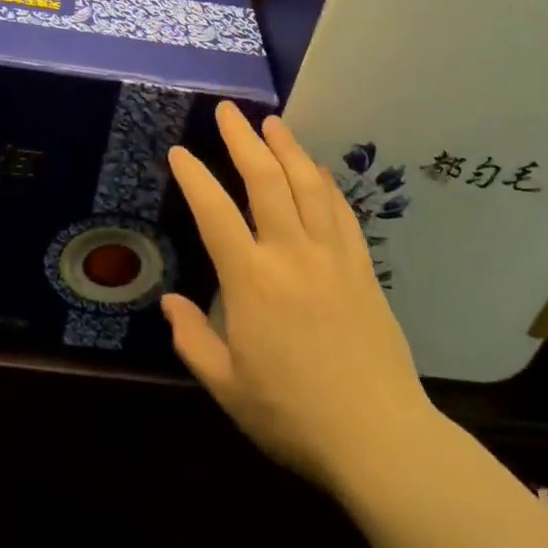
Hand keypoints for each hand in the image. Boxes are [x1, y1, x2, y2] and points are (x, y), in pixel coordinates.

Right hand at [163, 102, 435, 491]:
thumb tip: (169, 302)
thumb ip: (193, 341)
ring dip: (287, 147)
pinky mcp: (361, 265)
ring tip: (272, 121)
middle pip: (265, 180)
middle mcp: (290, 253)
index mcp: (251, 281)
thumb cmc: (294, 416)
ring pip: (306, 184)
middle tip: (227, 109)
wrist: (379, 438)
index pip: (214, 213)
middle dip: (243, 139)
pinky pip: (341, 210)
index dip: (194, 177)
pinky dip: (326, 182)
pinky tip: (317, 168)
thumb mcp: (229, 389)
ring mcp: (331, 255)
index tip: (179, 151)